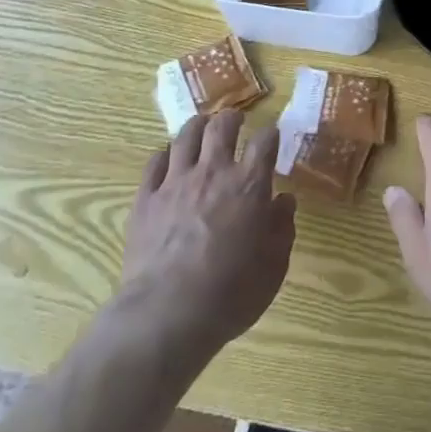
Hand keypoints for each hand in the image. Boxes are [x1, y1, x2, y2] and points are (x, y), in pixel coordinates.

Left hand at [119, 111, 295, 359]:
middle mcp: (213, 172)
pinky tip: (167, 157)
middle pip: (221, 127)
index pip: (264, 142)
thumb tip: (284, 201)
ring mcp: (175, 182)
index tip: (272, 135)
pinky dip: (164, 154)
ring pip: (185, 137)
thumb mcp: (273, 267)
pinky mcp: (146, 198)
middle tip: (235, 119)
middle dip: (231, 117)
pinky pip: (154, 162)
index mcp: (248, 185)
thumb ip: (282, 228)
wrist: (168, 314)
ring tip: (201, 126)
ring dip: (197, 126)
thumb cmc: (230, 294)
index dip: (270, 134)